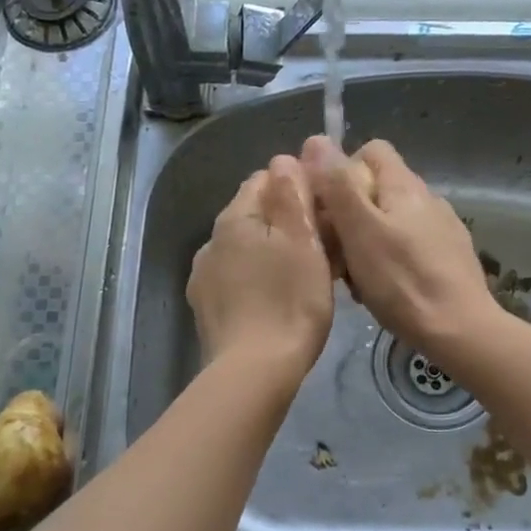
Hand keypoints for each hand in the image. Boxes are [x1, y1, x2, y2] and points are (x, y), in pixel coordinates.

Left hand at [187, 155, 334, 377]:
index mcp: (235, 218)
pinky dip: (256, 280)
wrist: (254, 371)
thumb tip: (283, 159)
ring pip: (244, 249)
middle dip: (285, 221)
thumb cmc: (290, 301)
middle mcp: (212, 240)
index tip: (325, 212)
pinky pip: (236, 279)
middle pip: (253, 215)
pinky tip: (275, 301)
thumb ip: (291, 194)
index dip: (298, 188)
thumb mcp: (303, 241)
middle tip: (322, 247)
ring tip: (300, 277)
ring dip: (270, 252)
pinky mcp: (206, 308)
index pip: (265, 179)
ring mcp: (204, 276)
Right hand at [303, 136, 500, 362]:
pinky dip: (389, 260)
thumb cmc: (402, 280)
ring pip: (390, 221)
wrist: (461, 330)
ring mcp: (442, 228)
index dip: (342, 171)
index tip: (326, 207)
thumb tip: (316, 141)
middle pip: (377, 188)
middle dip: (350, 214)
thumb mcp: (360, 231)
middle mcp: (427, 198)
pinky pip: (408, 246)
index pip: (371, 150)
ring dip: (367, 241)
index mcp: (405, 185)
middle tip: (335, 252)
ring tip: (356, 278)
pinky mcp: (449, 257)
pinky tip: (384, 289)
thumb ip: (338, 185)